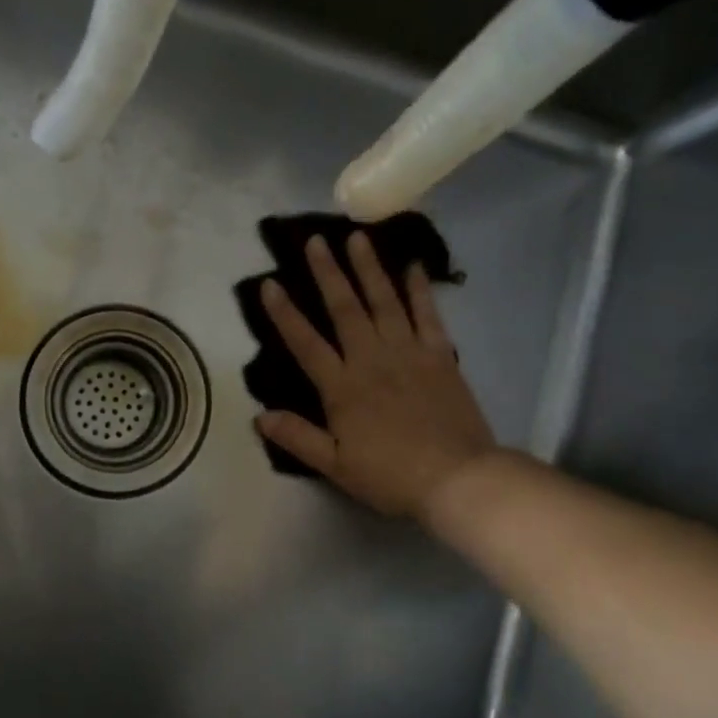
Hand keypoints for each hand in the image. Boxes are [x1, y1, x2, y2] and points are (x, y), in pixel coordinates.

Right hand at [257, 232, 495, 519]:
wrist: (458, 479)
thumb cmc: (390, 476)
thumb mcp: (335, 466)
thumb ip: (297, 437)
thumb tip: (259, 416)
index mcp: (342, 388)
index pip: (306, 344)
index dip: (285, 314)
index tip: (269, 283)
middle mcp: (371, 360)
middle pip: (345, 309)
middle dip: (328, 273)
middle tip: (315, 240)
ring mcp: (408, 353)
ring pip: (384, 302)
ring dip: (369, 268)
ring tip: (357, 237)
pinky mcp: (440, 356)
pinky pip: (427, 315)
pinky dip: (419, 289)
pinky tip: (412, 265)